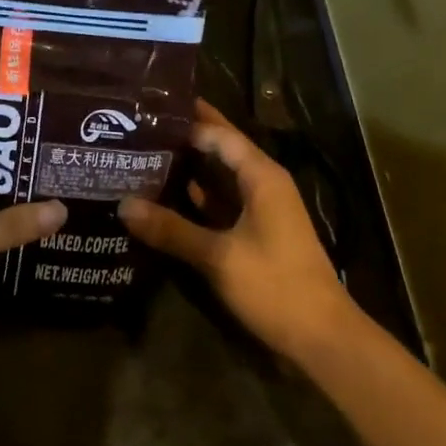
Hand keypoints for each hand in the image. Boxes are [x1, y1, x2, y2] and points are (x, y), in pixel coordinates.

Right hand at [119, 101, 359, 363]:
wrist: (321, 337)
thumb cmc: (275, 286)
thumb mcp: (218, 256)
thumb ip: (171, 229)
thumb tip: (123, 205)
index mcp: (262, 177)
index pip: (220, 134)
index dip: (188, 119)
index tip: (149, 108)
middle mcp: (263, 185)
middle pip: (220, 151)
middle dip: (185, 139)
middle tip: (139, 128)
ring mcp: (261, 210)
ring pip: (219, 179)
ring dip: (188, 169)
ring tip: (142, 156)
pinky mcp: (255, 234)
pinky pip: (220, 204)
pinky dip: (196, 199)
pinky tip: (163, 199)